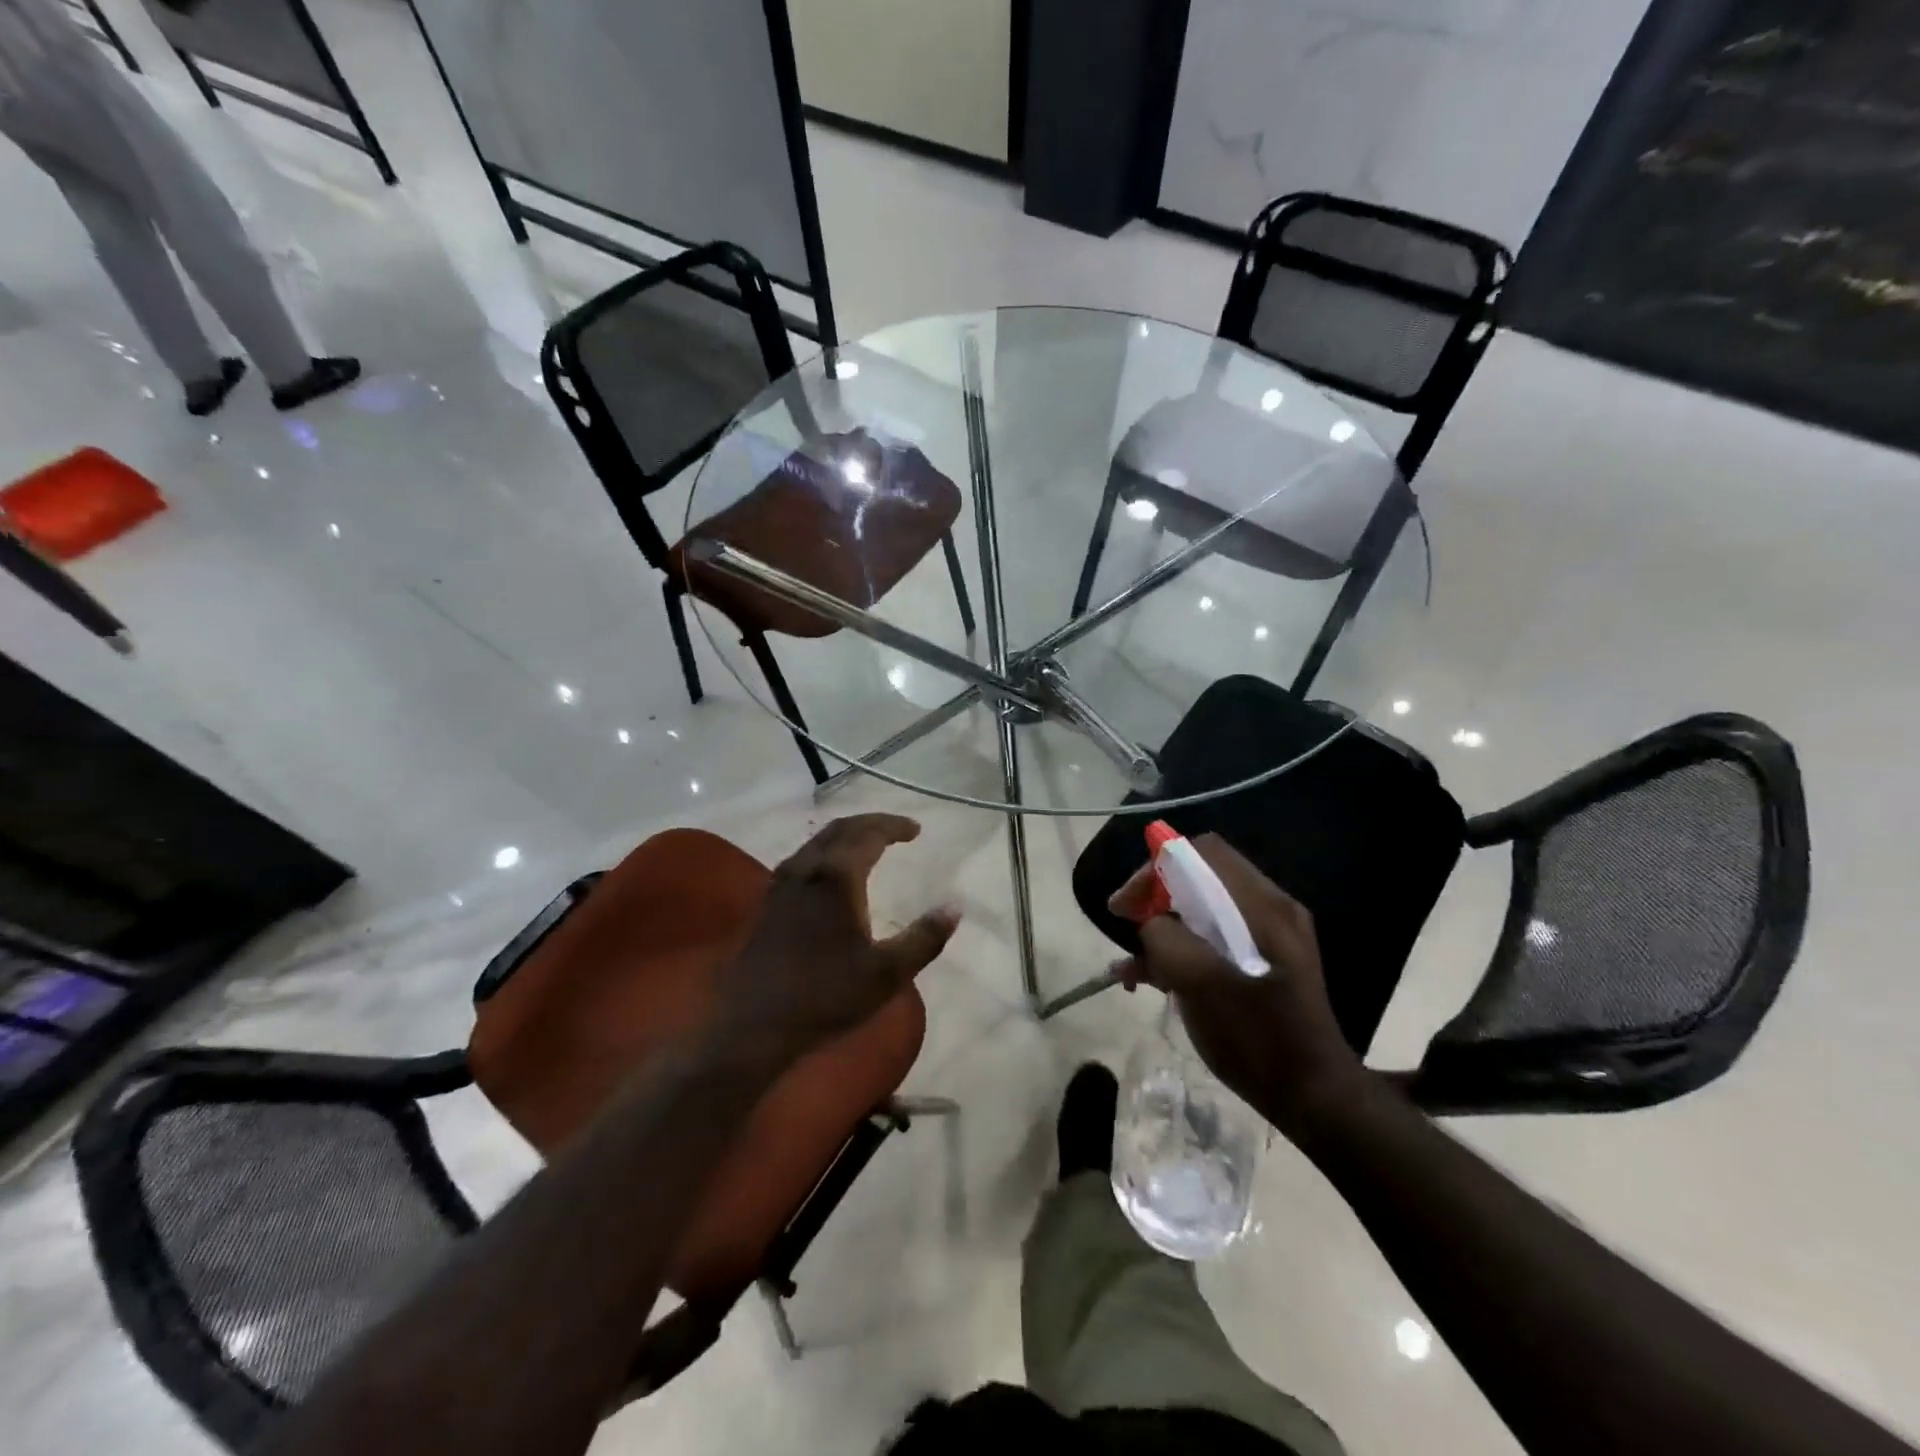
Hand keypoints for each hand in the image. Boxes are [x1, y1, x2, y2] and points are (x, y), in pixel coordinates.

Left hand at [715, 815, 958, 1066]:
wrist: (755, 1023)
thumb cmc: (826, 995)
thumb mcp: (887, 973)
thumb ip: (924, 938)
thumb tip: (954, 907)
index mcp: (837, 876)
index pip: (869, 834)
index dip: (894, 826)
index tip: (916, 830)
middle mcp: (808, 868)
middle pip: (841, 828)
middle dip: (871, 823)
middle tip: (897, 830)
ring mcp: (784, 882)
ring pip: (819, 841)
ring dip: (847, 834)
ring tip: (870, 844)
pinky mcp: (770, 900)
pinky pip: (804, 857)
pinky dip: (828, 850)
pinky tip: (834, 872)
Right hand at [1109, 833, 1364, 1134]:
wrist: (1314, 1098)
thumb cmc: (1257, 1038)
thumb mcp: (1201, 985)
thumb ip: (1167, 939)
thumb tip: (1152, 923)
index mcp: (1262, 905)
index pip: (1201, 853)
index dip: (1156, 868)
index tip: (1127, 903)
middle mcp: (1270, 909)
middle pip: (1199, 878)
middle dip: (1155, 899)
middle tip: (1125, 925)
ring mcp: (1269, 935)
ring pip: (1202, 910)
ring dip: (1163, 929)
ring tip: (1132, 967)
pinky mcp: (1264, 961)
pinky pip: (1213, 938)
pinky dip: (1181, 951)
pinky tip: (1152, 980)